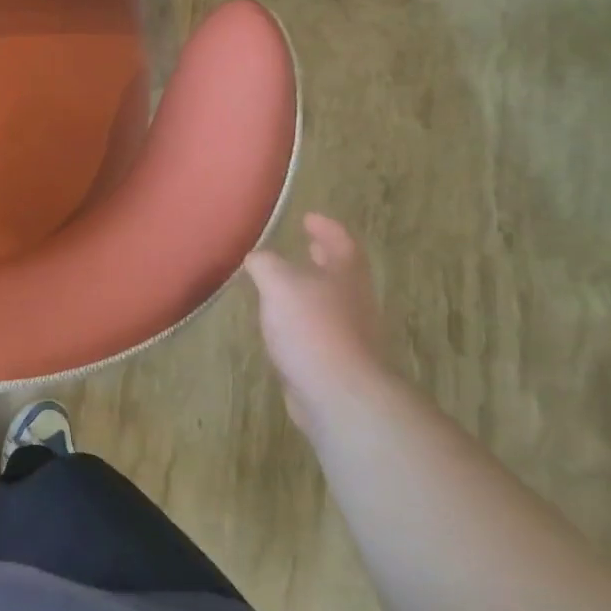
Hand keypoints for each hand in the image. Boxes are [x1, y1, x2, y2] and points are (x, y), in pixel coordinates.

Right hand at [244, 214, 398, 436]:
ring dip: (310, 291)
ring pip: (330, 303)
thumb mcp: (278, 282)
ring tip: (284, 286)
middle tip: (306, 246)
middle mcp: (353, 302)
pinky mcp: (337, 363)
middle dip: (323, 259)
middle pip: (341, 273)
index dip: (326, 228)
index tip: (309, 217)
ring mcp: (350, 335)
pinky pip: (318, 332)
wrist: (337, 392)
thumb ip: (266, 264)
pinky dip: (302, 322)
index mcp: (345, 275)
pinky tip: (281, 327)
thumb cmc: (311, 327)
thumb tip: (257, 258)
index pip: (341, 242)